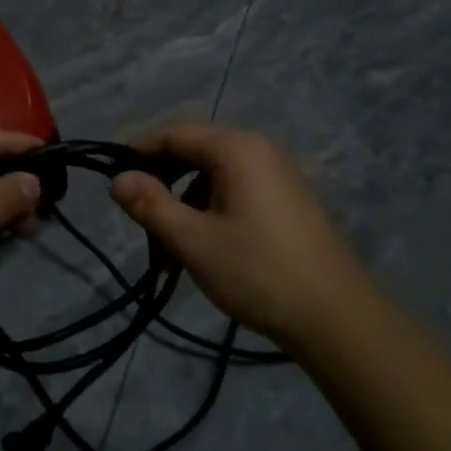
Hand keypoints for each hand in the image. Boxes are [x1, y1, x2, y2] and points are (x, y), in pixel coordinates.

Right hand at [110, 123, 365, 346]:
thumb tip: (117, 179)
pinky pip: (236, 190)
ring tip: (170, 248)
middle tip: (141, 221)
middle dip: (163, 183)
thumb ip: (151, 205)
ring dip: (185, 203)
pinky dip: (210, 211)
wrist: (336, 317)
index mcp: (237, 148)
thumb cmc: (258, 272)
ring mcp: (277, 174)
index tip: (114, 182)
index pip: (175, 133)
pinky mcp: (286, 199)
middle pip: (195, 151)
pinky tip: (204, 247)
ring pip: (213, 175)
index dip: (139, 153)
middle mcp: (259, 149)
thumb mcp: (193, 240)